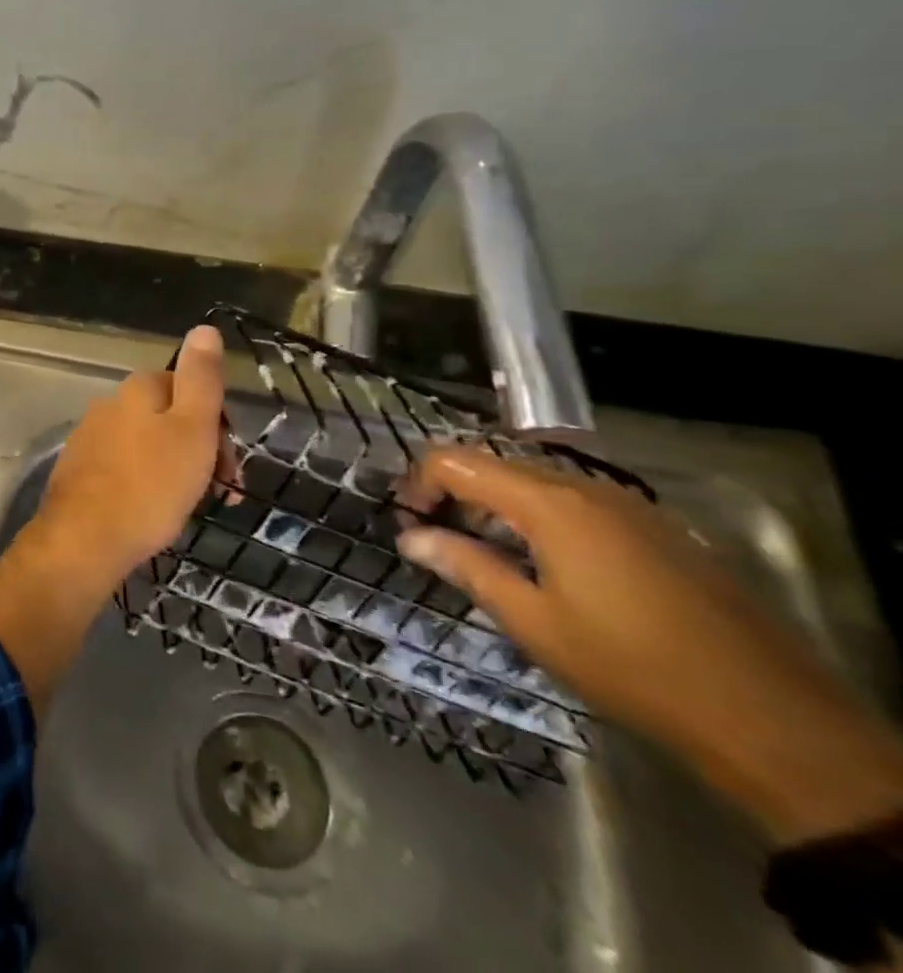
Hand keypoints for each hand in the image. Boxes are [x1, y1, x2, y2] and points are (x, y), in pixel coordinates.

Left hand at [31, 323, 232, 590]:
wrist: (85, 538)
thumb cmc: (150, 484)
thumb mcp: (191, 427)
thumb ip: (200, 378)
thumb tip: (204, 328)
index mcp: (137, 389)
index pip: (188, 388)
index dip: (217, 424)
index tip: (231, 466)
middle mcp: (109, 404)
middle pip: (167, 416)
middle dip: (200, 448)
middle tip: (222, 492)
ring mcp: (90, 436)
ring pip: (147, 443)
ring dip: (175, 468)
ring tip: (190, 506)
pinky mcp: (79, 469)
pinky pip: (125, 467)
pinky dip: (146, 483)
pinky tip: (153, 512)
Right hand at [400, 447, 902, 843]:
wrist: (773, 721)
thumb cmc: (632, 667)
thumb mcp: (532, 621)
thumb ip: (465, 566)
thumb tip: (410, 536)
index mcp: (549, 503)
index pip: (456, 461)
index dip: (418, 484)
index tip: (407, 524)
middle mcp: (586, 488)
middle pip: (494, 464)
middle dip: (454, 493)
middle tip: (436, 539)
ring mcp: (628, 506)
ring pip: (535, 482)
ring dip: (495, 505)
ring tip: (484, 553)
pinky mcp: (656, 529)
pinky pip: (575, 502)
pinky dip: (538, 517)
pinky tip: (544, 565)